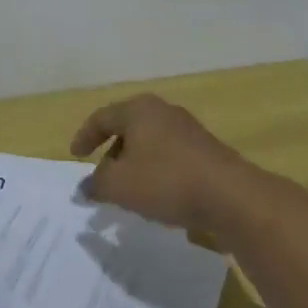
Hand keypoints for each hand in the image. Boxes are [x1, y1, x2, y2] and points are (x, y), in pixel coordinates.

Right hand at [70, 94, 249, 232]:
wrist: (232, 197)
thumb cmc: (166, 181)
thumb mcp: (119, 185)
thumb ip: (96, 184)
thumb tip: (84, 188)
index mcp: (138, 110)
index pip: (101, 118)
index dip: (84, 137)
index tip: (75, 156)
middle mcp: (163, 112)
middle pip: (127, 129)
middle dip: (111, 154)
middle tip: (102, 177)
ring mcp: (188, 130)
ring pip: (150, 144)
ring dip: (135, 165)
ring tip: (129, 191)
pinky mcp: (207, 151)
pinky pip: (170, 157)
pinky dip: (156, 172)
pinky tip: (158, 196)